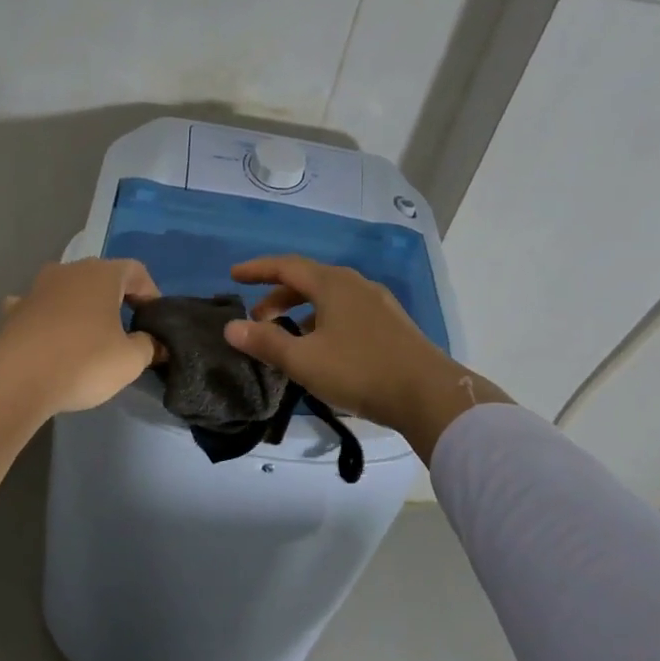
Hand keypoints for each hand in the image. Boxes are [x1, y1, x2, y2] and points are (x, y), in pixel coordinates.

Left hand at [0, 258, 160, 414]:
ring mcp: (36, 288)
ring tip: (88, 335)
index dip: (150, 293)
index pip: (136, 270)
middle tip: (125, 330)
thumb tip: (155, 343)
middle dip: (115, 299)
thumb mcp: (131, 360)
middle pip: (101, 277)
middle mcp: (68, 271)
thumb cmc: (84, 362)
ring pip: (68, 290)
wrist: (18, 380)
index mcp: (102, 274)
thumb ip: (149, 346)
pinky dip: (47, 317)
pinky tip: (49, 337)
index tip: (153, 321)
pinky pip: (38, 307)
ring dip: (80, 306)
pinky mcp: (13, 311)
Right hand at [224, 254, 509, 460]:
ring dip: (301, 311)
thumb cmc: (359, 371)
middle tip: (258, 319)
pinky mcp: (391, 324)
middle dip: (278, 296)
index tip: (233, 275)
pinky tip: (323, 348)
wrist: (428, 394)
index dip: (257, 269)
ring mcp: (378, 303)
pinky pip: (347, 312)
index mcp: (332, 284)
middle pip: (308, 280)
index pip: (286, 266)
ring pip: (329, 298)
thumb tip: (231, 327)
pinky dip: (324, 321)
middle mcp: (356, 285)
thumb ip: (266, 342)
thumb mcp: (304, 360)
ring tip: (287, 337)